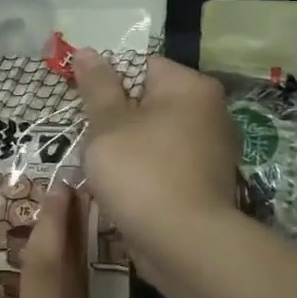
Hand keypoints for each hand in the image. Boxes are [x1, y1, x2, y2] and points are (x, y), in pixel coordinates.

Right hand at [74, 50, 239, 259]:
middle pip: (148, 101)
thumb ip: (97, 86)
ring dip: (126, 149)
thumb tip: (86, 51)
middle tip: (90, 140)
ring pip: (153, 136)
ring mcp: (211, 150)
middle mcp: (209, 112)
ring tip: (102, 169)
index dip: (107, 83)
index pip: (141, 66)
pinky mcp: (206, 184)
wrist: (186, 246)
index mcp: (190, 87)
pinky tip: (123, 191)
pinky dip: (144, 173)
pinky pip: (165, 165)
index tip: (84, 106)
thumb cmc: (142, 172)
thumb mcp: (108, 124)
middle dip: (115, 120)